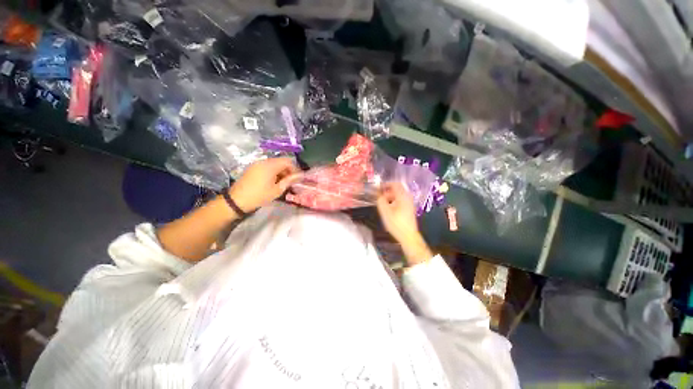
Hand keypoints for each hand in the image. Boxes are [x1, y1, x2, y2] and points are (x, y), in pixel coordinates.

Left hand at [228, 157, 301, 212]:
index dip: (295, 169)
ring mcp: (257, 164)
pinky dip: (273, 171)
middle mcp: (263, 161)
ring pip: (274, 163)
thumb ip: (289, 180)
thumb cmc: (259, 196)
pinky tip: (274, 181)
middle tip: (291, 181)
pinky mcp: (253, 168)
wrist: (236, 201)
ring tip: (283, 182)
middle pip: (281, 161)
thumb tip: (301, 175)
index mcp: (270, 165)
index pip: (288, 161)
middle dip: (288, 170)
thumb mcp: (277, 190)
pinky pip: (267, 166)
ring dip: (281, 171)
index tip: (298, 178)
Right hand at [377, 182, 418, 242]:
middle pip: (397, 189)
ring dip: (390, 197)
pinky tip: (389, 208)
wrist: (408, 236)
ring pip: (399, 195)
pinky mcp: (409, 209)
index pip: (395, 184)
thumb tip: (379, 195)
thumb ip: (380, 201)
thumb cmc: (396, 224)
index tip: (378, 188)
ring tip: (382, 203)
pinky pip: (401, 200)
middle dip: (387, 191)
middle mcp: (408, 198)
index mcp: (403, 196)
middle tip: (379, 196)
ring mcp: (410, 204)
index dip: (386, 184)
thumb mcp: (385, 212)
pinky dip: (394, 201)